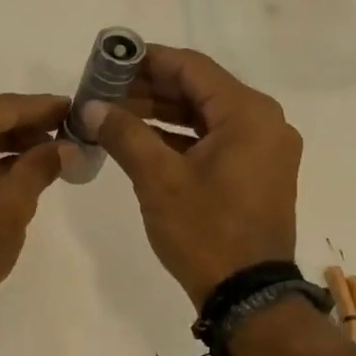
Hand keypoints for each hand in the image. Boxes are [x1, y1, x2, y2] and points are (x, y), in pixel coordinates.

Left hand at [0, 93, 68, 314]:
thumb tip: (66, 146)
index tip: (70, 108)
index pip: (2, 107)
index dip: (39, 108)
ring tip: (43, 150)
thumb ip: (42, 164)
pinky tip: (12, 167)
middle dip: (21, 124)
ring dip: (1, 141)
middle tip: (61, 131)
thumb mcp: (16, 202)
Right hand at [81, 46, 300, 304]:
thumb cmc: (205, 231)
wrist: (248, 296)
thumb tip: (92, 106)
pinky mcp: (255, 173)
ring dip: (160, 113)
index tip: (108, 61)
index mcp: (248, 114)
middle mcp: (263, 123)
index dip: (147, 60)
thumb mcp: (158, 179)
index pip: (191, 67)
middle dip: (148, 89)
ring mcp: (262, 150)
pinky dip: (178, 138)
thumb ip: (124, 134)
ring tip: (113, 115)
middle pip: (198, 90)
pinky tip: (139, 140)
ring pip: (204, 116)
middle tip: (103, 91)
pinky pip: (213, 141)